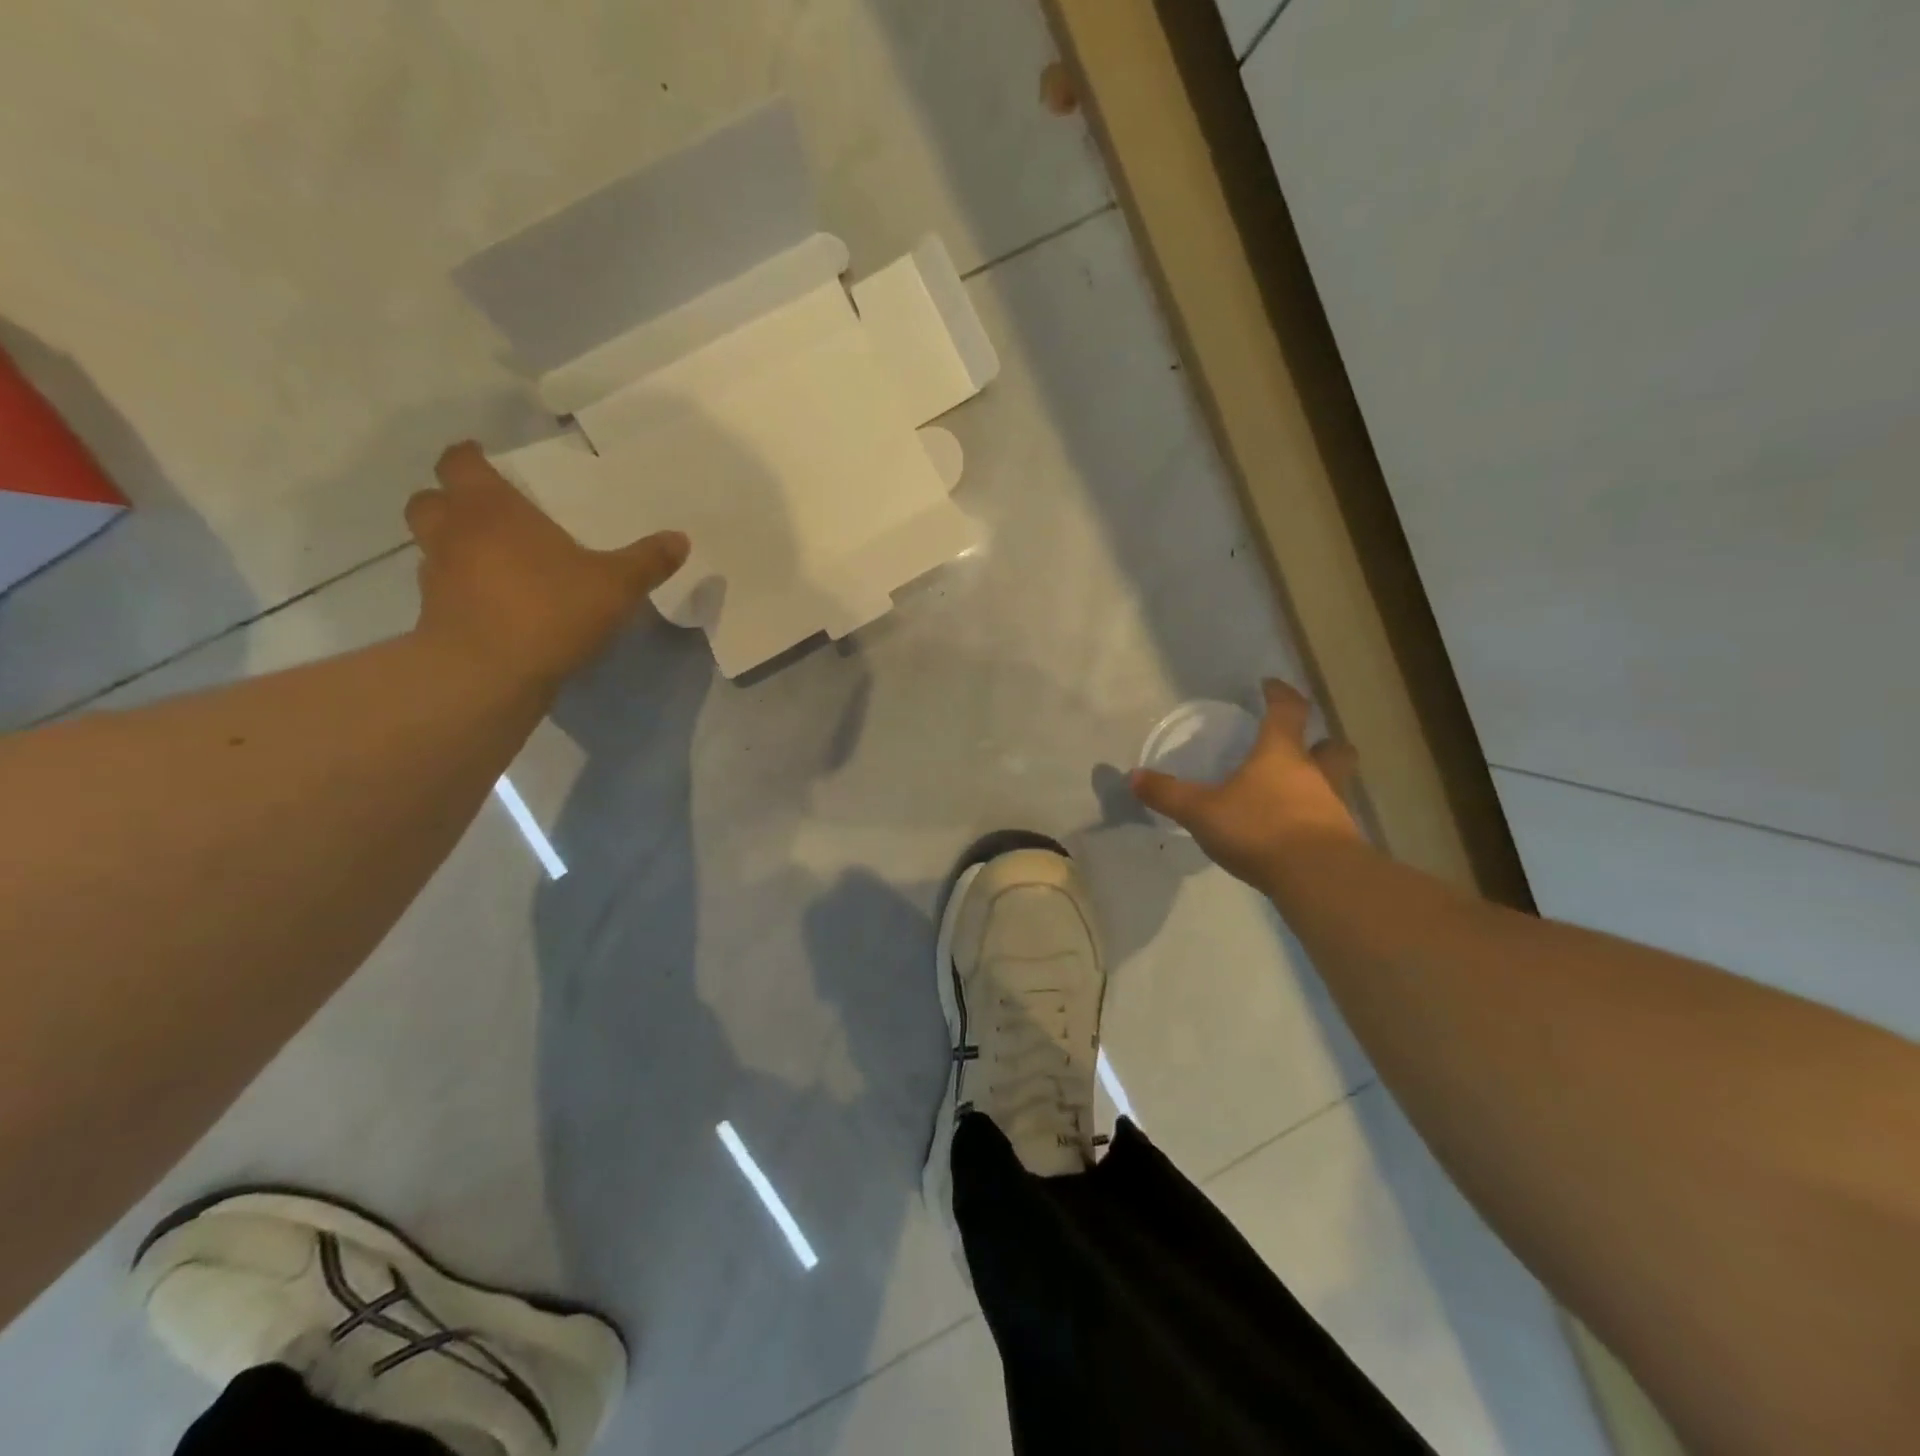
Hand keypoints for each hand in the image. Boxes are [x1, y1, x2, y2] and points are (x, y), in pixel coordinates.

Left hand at [405, 442, 688, 690]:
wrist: (489, 673)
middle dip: (451, 501)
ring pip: (432, 547)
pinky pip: (445, 591)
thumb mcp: (616, 585)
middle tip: (487, 514)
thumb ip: (647, 561)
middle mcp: (453, 532)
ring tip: (492, 562)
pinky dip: (462, 591)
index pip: (460, 462)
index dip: (471, 458)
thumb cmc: (550, 609)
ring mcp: (437, 576)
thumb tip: (680, 538)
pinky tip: (496, 607)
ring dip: (454, 547)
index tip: (489, 463)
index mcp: (491, 508)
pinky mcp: (434, 617)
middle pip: (430, 500)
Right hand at [1131, 679, 1362, 890]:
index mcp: (1281, 754)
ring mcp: (1333, 808)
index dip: (1280, 695)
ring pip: (1336, 784)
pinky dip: (1316, 820)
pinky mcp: (1342, 842)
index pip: (1287, 711)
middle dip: (1321, 742)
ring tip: (1295, 795)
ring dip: (1321, 782)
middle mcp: (1314, 774)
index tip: (1271, 686)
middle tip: (1305, 745)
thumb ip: (1168, 794)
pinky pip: (1331, 820)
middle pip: (1331, 747)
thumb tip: (1134, 776)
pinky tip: (1296, 834)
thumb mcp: (1201, 812)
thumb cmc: (1259, 829)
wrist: (1317, 878)